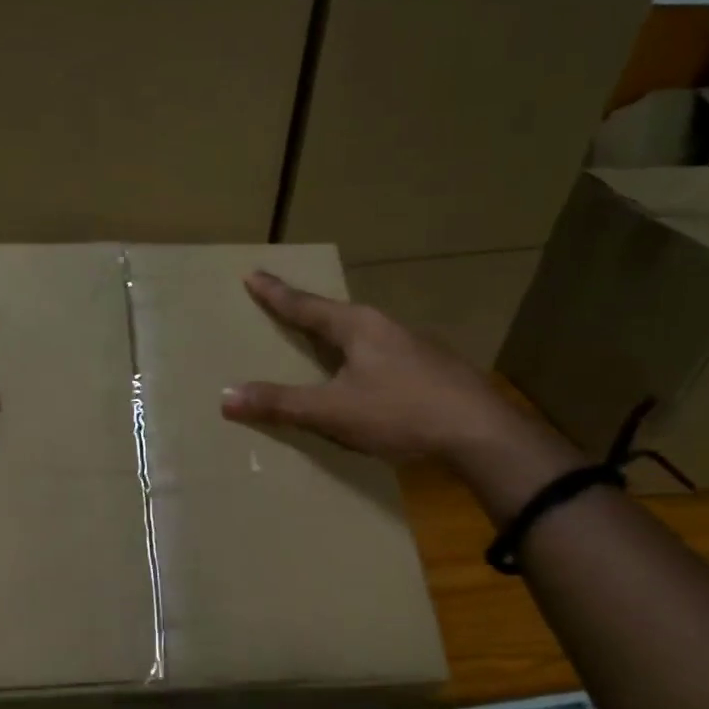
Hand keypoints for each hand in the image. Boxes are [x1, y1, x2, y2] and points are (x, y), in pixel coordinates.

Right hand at [221, 271, 514, 465]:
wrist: (482, 433)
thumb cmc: (400, 413)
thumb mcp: (332, 411)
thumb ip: (280, 403)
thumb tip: (226, 396)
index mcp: (358, 327)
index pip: (305, 305)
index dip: (276, 294)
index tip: (253, 274)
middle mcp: (386, 328)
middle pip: (336, 315)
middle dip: (308, 312)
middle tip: (284, 306)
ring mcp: (414, 348)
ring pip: (364, 336)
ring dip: (338, 337)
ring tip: (322, 343)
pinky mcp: (432, 371)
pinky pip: (383, 357)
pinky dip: (361, 361)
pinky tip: (365, 378)